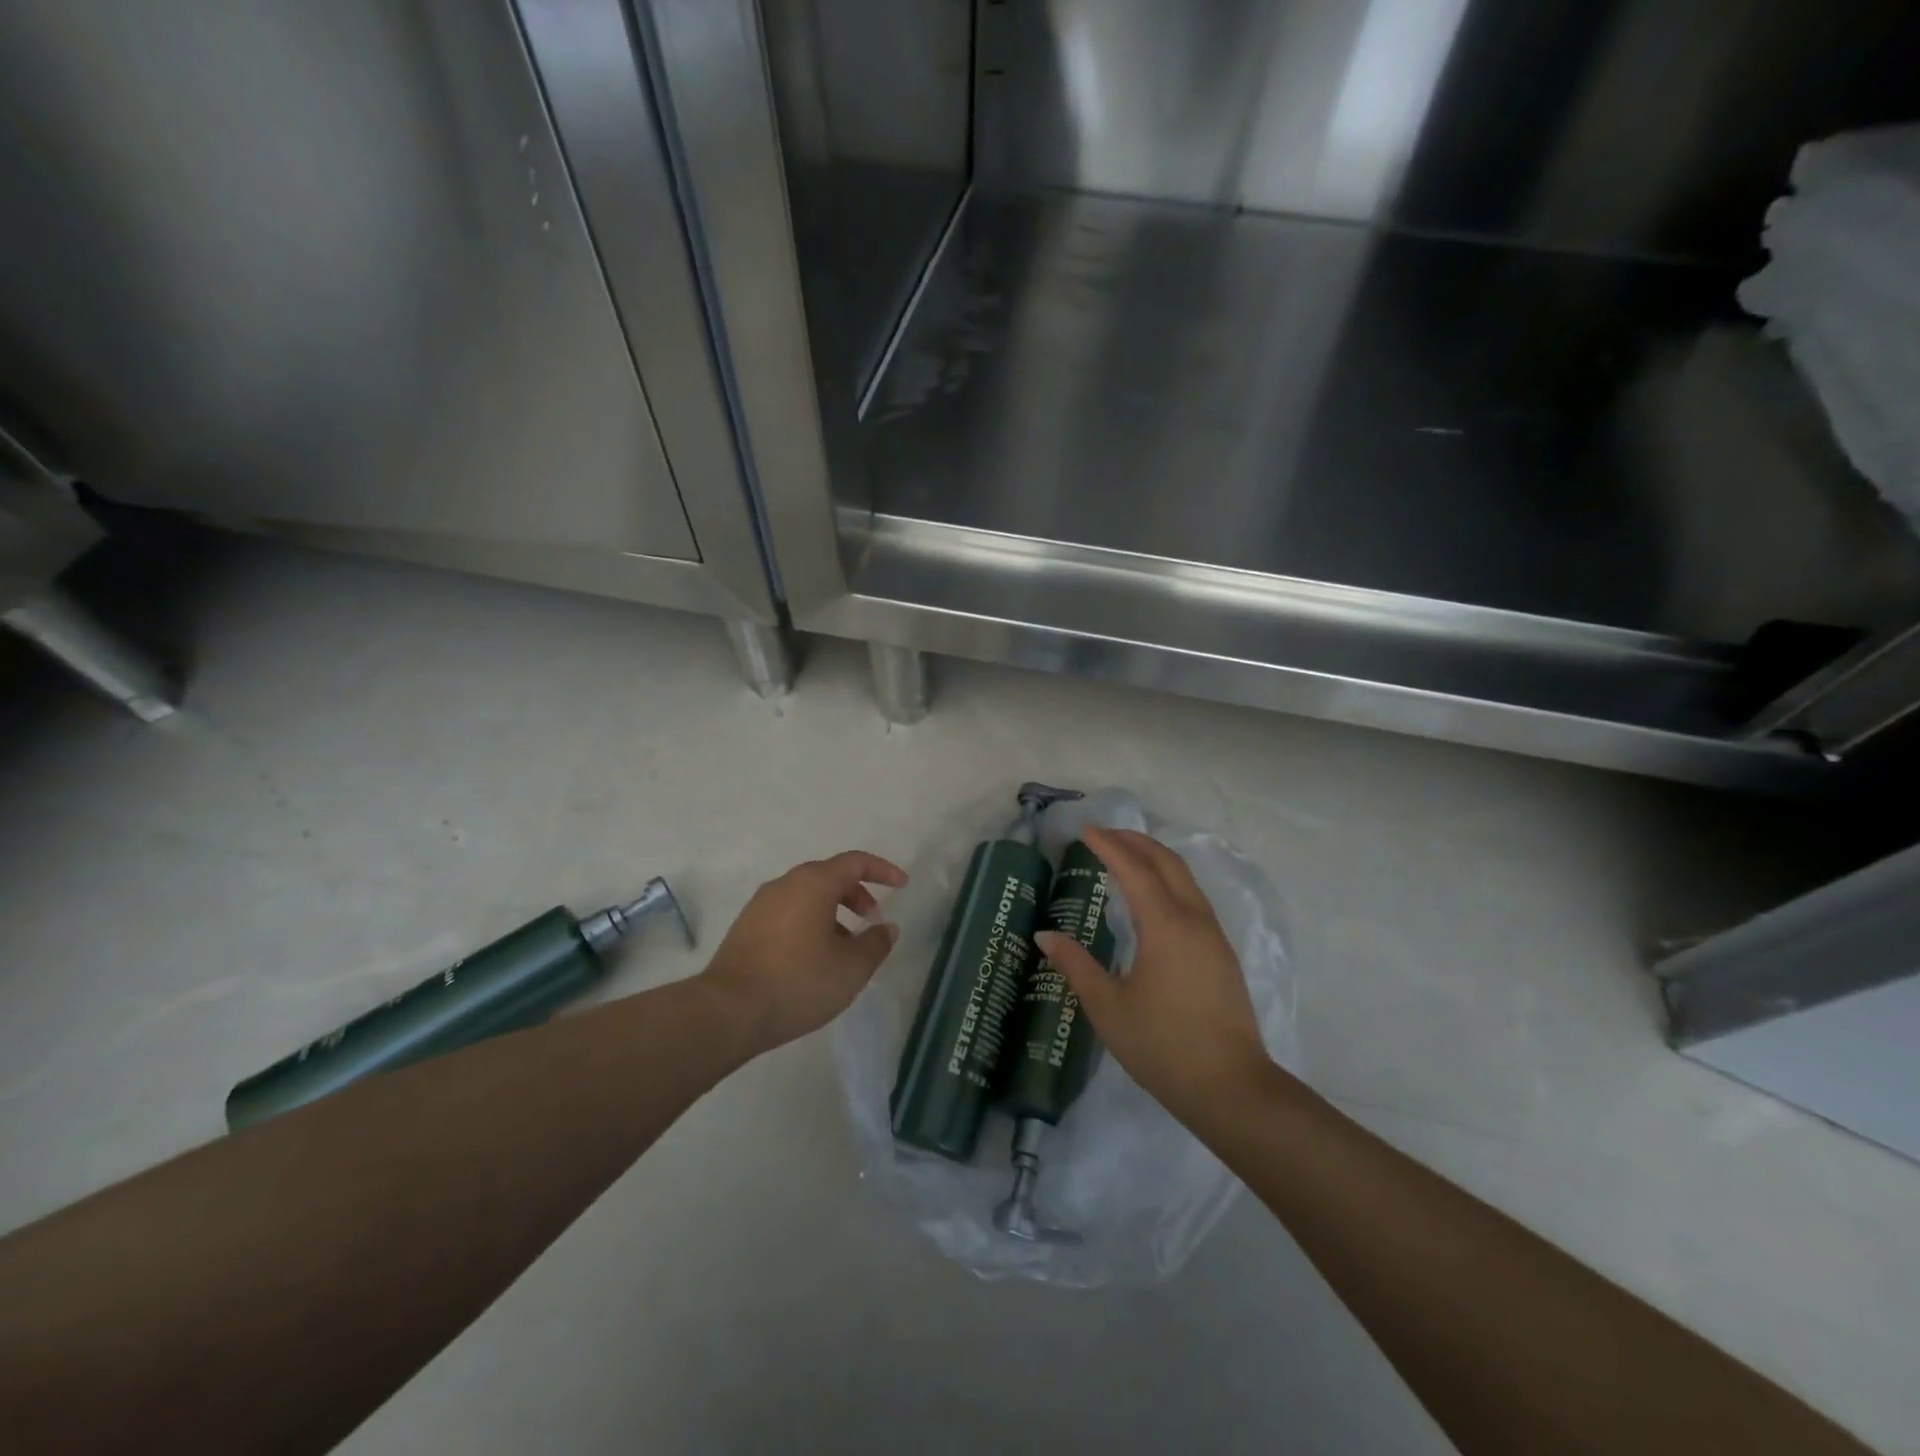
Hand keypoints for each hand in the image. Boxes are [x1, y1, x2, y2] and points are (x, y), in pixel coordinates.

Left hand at [698, 851, 907, 1055]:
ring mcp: (761, 904)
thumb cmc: (798, 982)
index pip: (855, 862)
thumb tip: (886, 928)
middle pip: (830, 876)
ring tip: (845, 947)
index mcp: (814, 883)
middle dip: (857, 894)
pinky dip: (810, 922)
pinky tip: (814, 957)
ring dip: (833, 911)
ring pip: (807, 895)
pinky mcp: (746, 926)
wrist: (727, 1011)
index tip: (902, 885)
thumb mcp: (851, 968)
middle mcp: (786, 884)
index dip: (882, 870)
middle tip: (872, 920)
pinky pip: (788, 911)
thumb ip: (876, 943)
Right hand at [1036, 827, 1272, 1122]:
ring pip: (1185, 879)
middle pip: (1167, 862)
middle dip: (1136, 841)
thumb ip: (1075, 965)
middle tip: (1104, 834)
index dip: (1108, 846)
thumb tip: (1044, 935)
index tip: (1086, 830)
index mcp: (1165, 926)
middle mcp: (1194, 920)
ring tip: (1126, 857)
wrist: (1231, 1089)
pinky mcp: (1222, 954)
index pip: (1134, 870)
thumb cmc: (1162, 1046)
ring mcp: (1213, 936)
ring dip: (1155, 859)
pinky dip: (1169, 881)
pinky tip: (1153, 898)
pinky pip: (1193, 899)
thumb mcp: (1108, 1007)